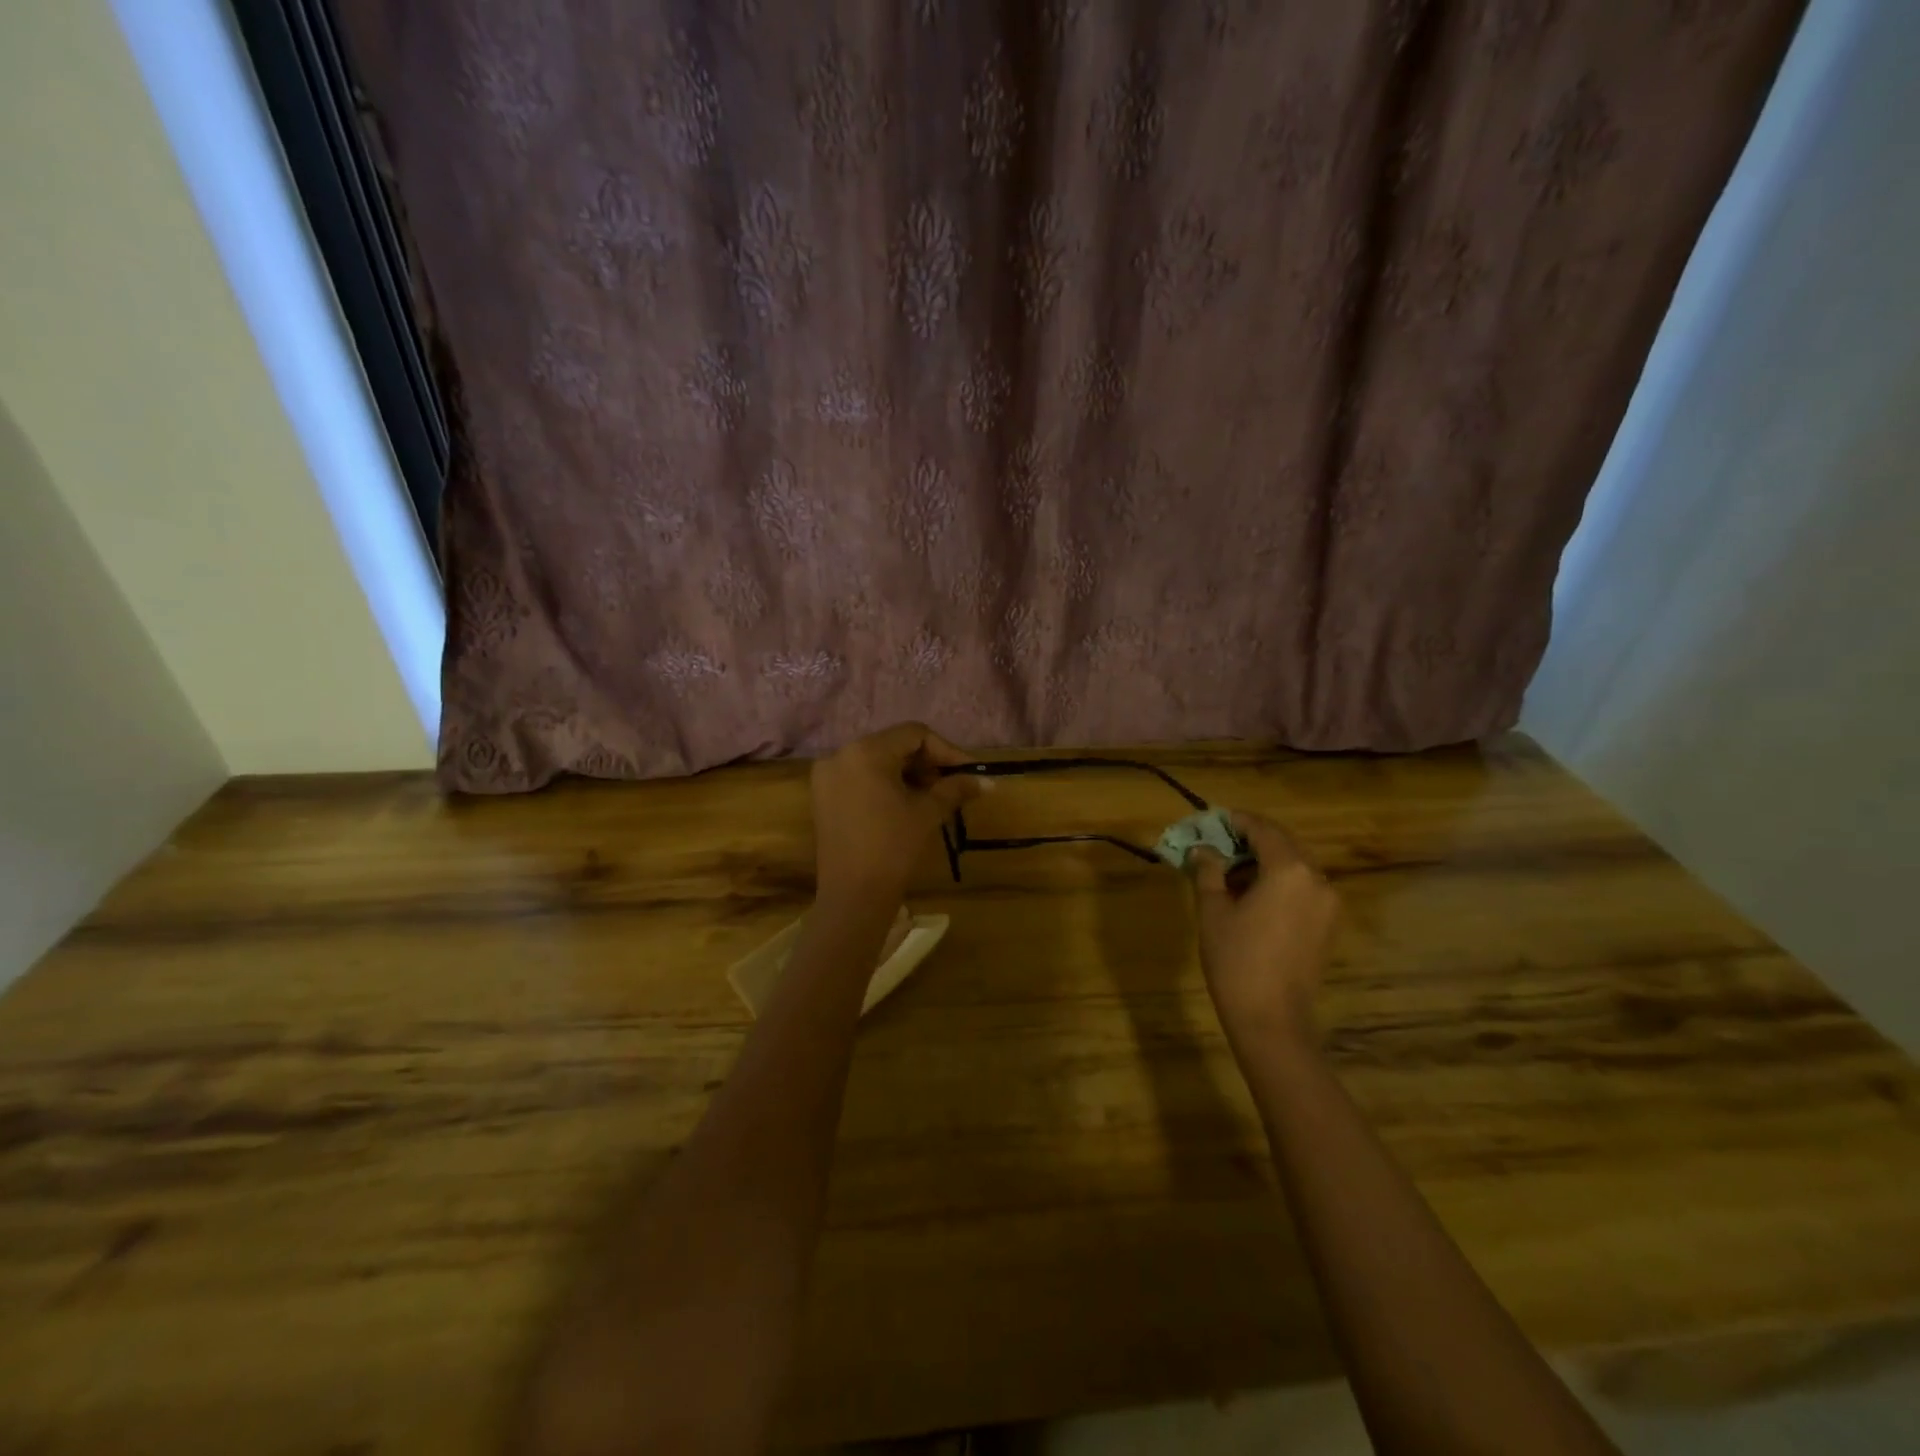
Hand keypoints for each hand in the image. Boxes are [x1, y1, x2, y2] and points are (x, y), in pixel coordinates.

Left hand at [809, 723, 981, 907]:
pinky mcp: (823, 797)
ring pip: (876, 762)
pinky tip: (904, 805)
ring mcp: (827, 776)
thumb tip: (988, 781)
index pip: (914, 734)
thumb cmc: (894, 848)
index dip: (945, 751)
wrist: (854, 895)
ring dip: (907, 774)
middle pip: (893, 745)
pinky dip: (884, 784)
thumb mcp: (928, 813)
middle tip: (951, 786)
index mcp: (866, 751)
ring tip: (931, 798)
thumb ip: (956, 788)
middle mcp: (840, 754)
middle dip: (926, 763)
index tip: (967, 772)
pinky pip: (860, 777)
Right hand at [1190, 810, 1338, 1047]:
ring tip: (1230, 872)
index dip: (1237, 821)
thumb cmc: (1236, 959)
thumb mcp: (1213, 910)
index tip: (1214, 819)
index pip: (1263, 829)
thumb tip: (1202, 849)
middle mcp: (1317, 879)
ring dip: (1265, 861)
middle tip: (1219, 843)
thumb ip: (1208, 871)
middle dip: (1252, 840)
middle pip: (1284, 844)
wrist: (1271, 1019)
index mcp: (1290, 870)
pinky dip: (1279, 882)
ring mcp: (1328, 904)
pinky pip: (1303, 888)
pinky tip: (1252, 896)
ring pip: (1296, 867)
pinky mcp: (1328, 925)